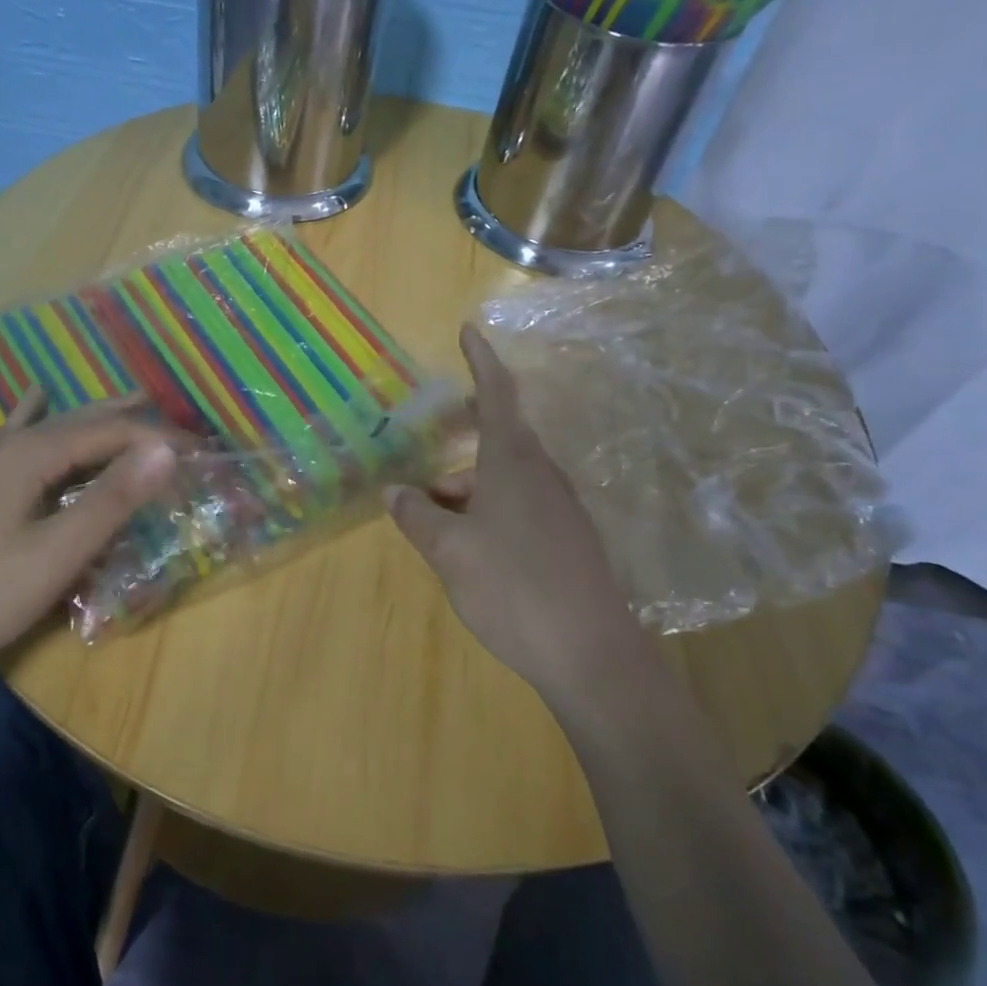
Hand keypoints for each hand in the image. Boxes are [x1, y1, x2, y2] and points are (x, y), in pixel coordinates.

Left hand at [0, 390, 179, 683]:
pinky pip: (19, 434)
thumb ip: (113, 499)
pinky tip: (36, 395)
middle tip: (181, 428)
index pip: (113, 431)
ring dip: (99, 418)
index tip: (203, 451)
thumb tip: (167, 447)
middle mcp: (10, 443)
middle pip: (85, 420)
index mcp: (33, 453)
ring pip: (55, 425)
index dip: (162, 438)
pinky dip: (39, 414)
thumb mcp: (57, 554)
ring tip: (135, 405)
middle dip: (136, 420)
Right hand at [387, 326, 629, 699]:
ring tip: (432, 522)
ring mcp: (559, 508)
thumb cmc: (513, 588)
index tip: (468, 330)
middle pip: (496, 440)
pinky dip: (487, 511)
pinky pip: (519, 506)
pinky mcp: (568, 540)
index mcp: (512, 463)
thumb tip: (394, 491)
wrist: (592, 655)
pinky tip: (469, 547)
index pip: (497, 394)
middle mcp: (541, 475)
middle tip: (426, 457)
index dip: (481, 360)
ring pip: (504, 479)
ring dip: (467, 488)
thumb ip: (417, 517)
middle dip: (458, 445)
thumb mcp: (450, 552)